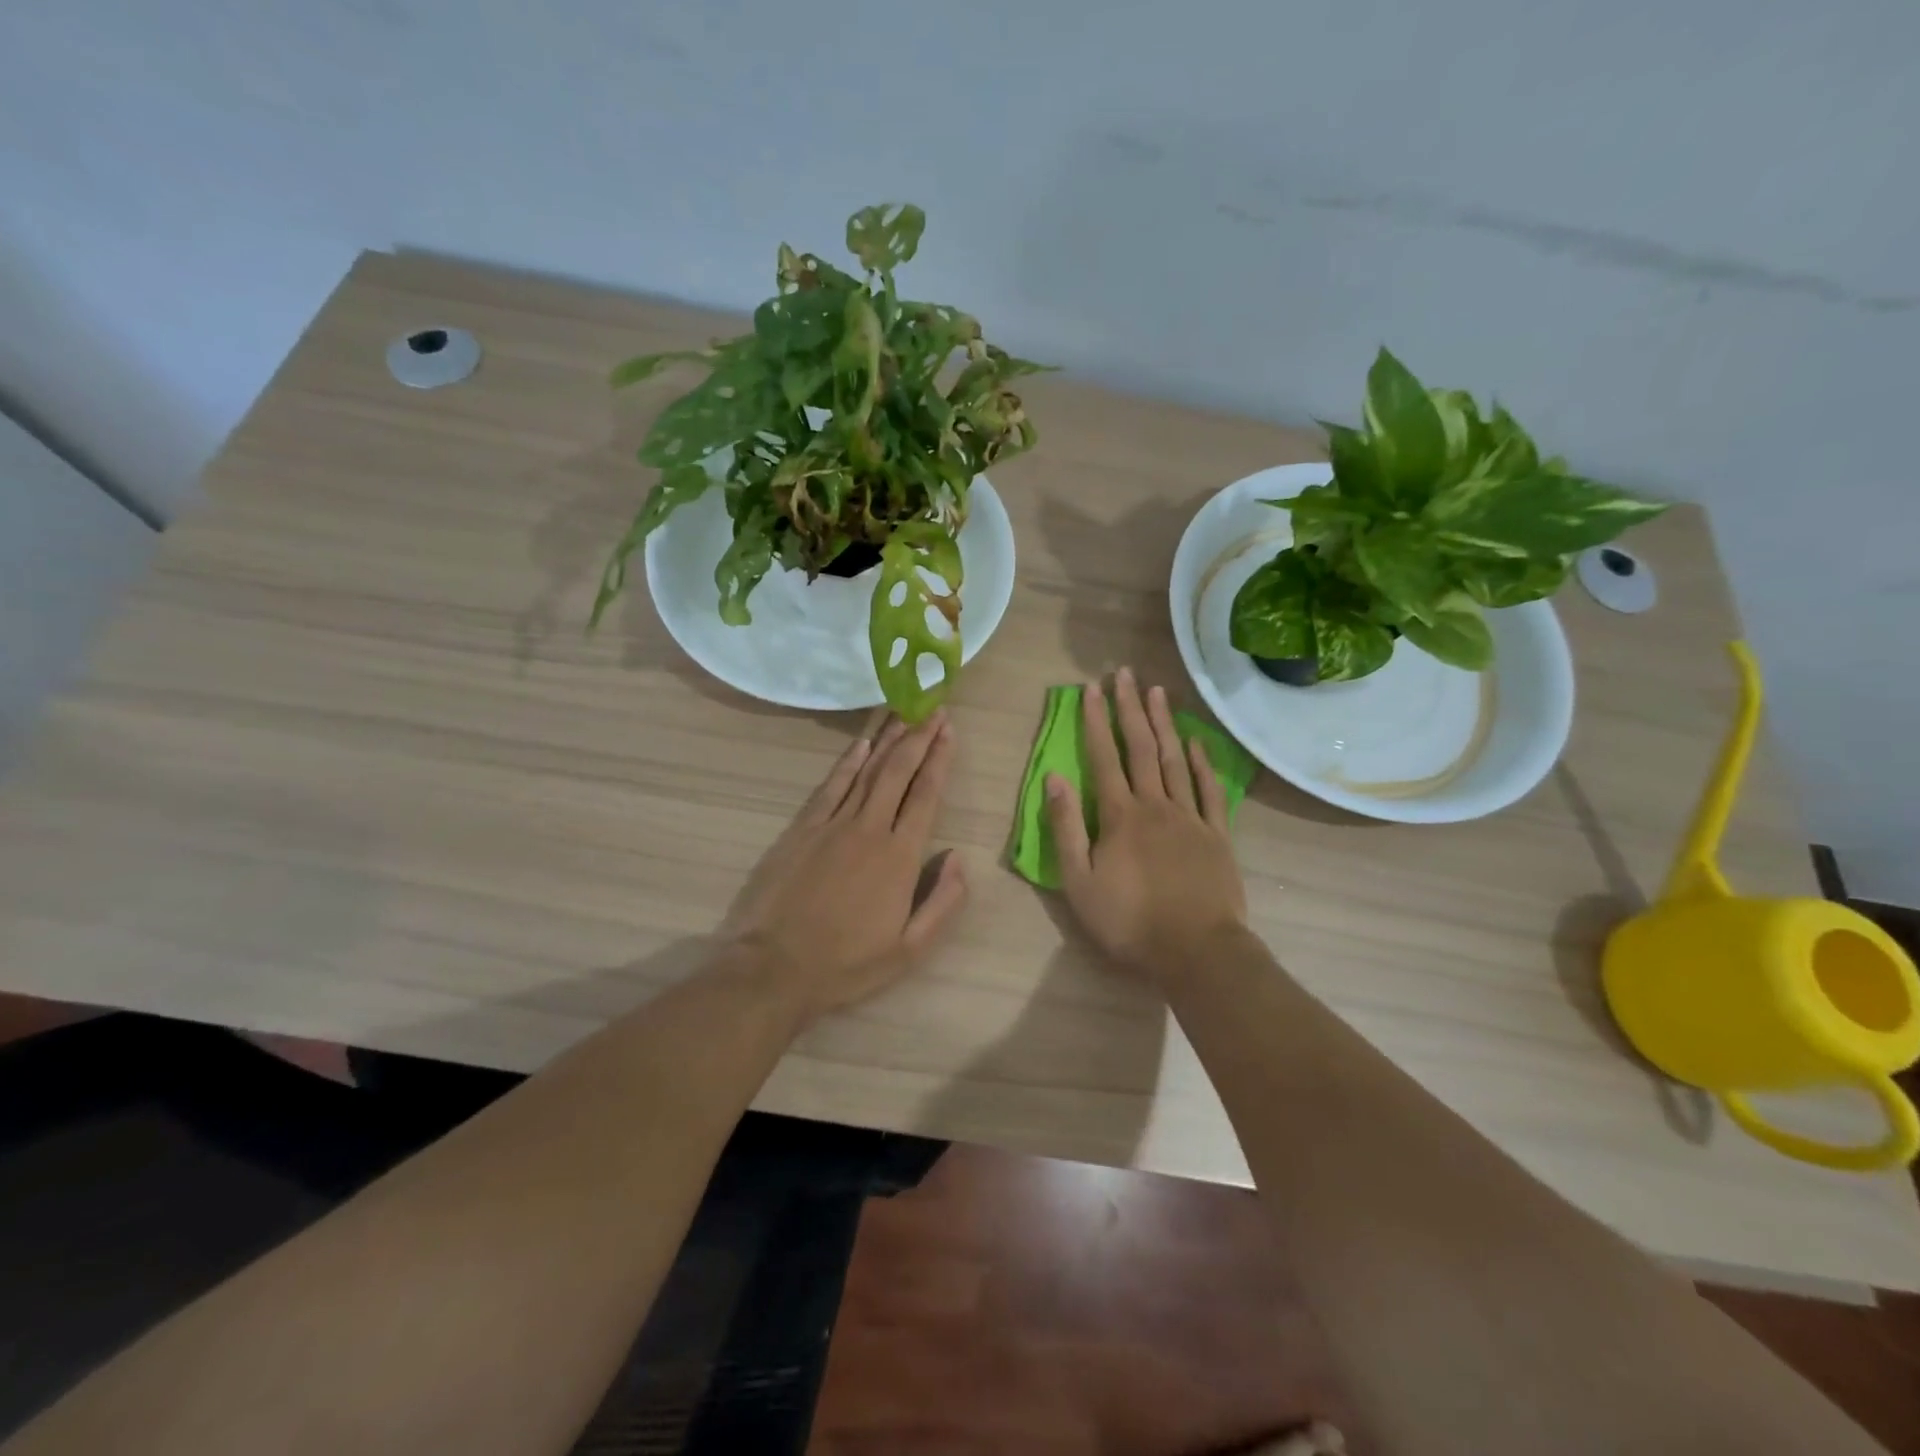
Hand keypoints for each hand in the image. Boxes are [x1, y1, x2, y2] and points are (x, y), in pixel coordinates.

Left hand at [723, 712, 967, 1020]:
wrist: (774, 968)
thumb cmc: (847, 964)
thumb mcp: (910, 949)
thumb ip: (943, 902)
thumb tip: (958, 858)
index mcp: (900, 857)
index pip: (926, 795)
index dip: (939, 759)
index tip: (949, 730)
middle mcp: (869, 829)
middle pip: (898, 772)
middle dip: (919, 737)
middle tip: (933, 708)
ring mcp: (832, 825)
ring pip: (867, 771)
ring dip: (888, 740)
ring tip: (904, 712)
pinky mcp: (802, 829)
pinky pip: (831, 786)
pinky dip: (847, 761)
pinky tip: (861, 744)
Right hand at [1046, 668, 1246, 981]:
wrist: (1197, 951)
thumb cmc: (1129, 922)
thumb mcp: (1079, 882)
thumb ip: (1065, 829)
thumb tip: (1054, 779)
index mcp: (1120, 816)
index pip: (1104, 758)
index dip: (1095, 721)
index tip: (1090, 689)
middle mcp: (1156, 805)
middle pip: (1141, 748)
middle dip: (1130, 708)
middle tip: (1124, 674)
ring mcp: (1191, 817)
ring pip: (1175, 760)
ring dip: (1165, 723)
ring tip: (1157, 691)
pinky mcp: (1218, 835)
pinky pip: (1210, 790)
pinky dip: (1202, 763)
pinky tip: (1196, 742)